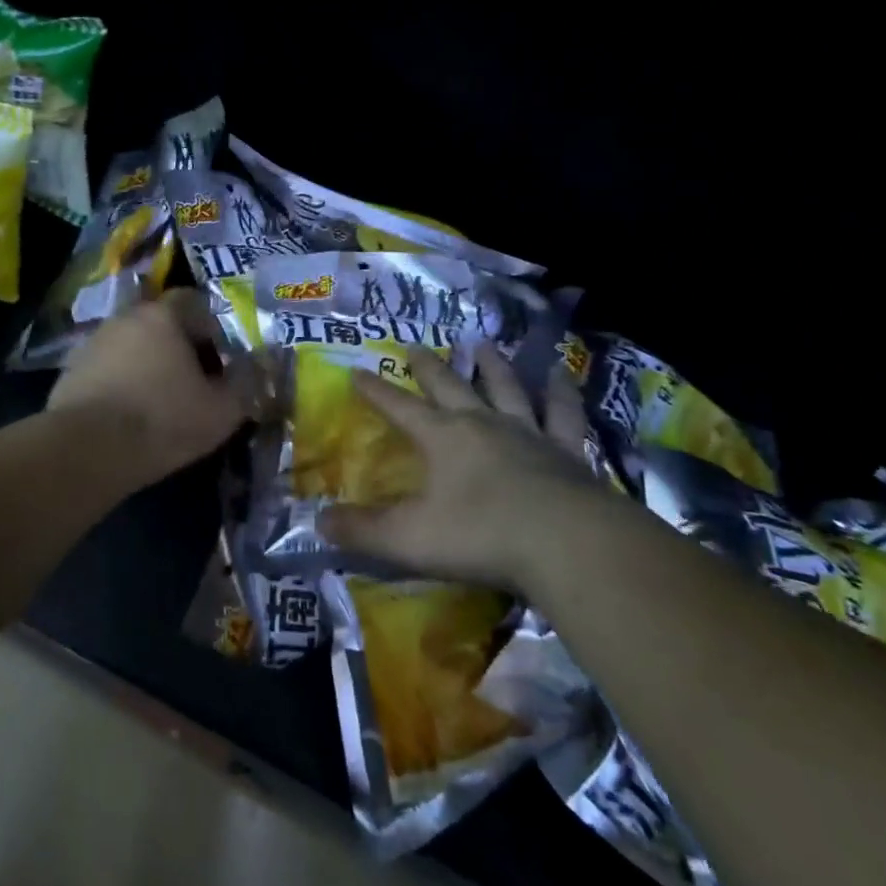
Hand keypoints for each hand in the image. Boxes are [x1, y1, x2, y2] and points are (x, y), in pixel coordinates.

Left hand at [47, 289, 249, 492]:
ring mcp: (94, 342)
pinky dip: (122, 382)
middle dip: (181, 347)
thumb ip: (247, 383)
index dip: (213, 328)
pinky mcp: (70, 371)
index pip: (195, 302)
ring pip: (133, 345)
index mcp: (164, 315)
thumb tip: (261, 366)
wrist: (85, 451)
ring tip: (162, 400)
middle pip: (162, 323)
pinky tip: (129, 413)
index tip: (223, 359)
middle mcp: (126, 317)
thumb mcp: (222, 410)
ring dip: (149, 364)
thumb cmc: (162, 421)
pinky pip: (108, 369)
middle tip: (196, 381)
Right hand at [321, 345, 602, 589]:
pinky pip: (562, 413)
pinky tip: (560, 373)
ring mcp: (527, 432)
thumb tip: (318, 522)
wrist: (566, 542)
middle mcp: (482, 423)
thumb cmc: (481, 537)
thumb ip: (363, 530)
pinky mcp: (566, 450)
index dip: (376, 390)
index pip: (399, 407)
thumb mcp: (409, 538)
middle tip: (415, 345)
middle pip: (449, 386)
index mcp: (442, 438)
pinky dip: (560, 392)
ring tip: (482, 344)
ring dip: (491, 366)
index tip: (357, 371)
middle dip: (428, 367)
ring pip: (505, 387)